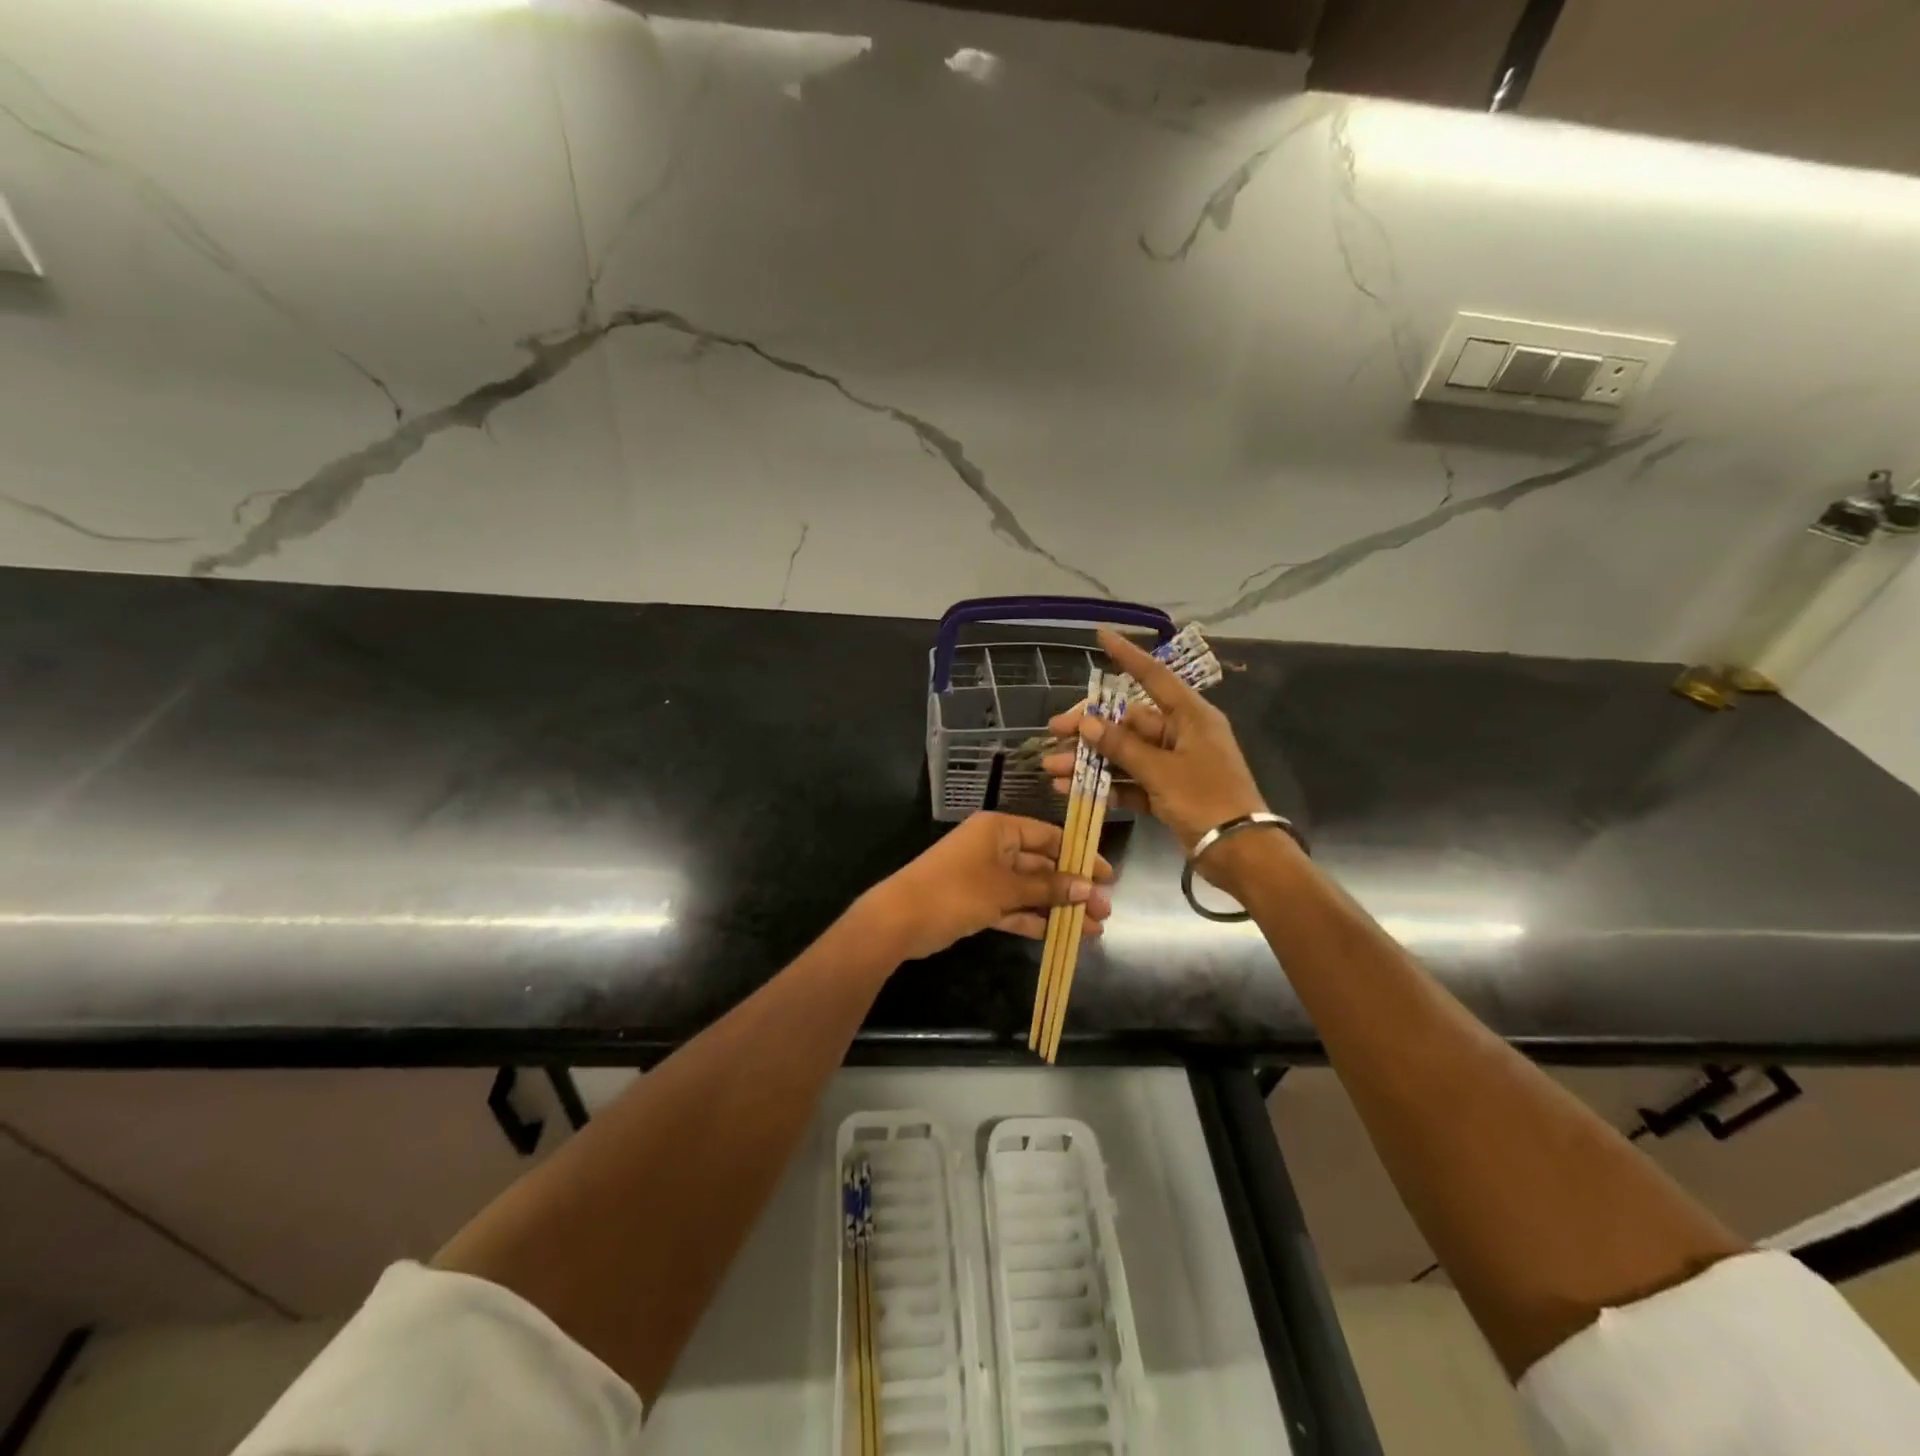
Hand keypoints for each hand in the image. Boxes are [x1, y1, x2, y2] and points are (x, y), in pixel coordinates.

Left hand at [859, 812, 1113, 962]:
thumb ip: (1047, 888)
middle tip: (1104, 911)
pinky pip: (1013, 907)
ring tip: (1092, 930)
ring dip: (1057, 908)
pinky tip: (1060, 935)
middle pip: (1041, 865)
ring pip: (1029, 890)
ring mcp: (984, 876)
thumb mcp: (1005, 888)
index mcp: (999, 829)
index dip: (1079, 855)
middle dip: (1072, 889)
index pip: (1048, 836)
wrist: (899, 920)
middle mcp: (993, 847)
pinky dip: (1033, 919)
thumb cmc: (955, 891)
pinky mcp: (976, 902)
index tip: (1107, 877)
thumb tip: (1088, 888)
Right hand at [1042, 628, 1267, 860]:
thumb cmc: (1206, 800)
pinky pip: (1131, 781)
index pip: (1153, 676)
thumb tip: (1088, 723)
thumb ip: (1122, 746)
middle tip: (1053, 732)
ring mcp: (1174, 764)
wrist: (1240, 852)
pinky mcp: (1168, 792)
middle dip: (1089, 730)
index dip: (1126, 655)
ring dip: (1090, 761)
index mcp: (1190, 717)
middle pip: (1128, 722)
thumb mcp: (1161, 771)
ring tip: (1052, 769)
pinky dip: (1106, 785)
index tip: (1100, 635)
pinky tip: (1072, 789)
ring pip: (1124, 754)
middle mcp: (1181, 734)